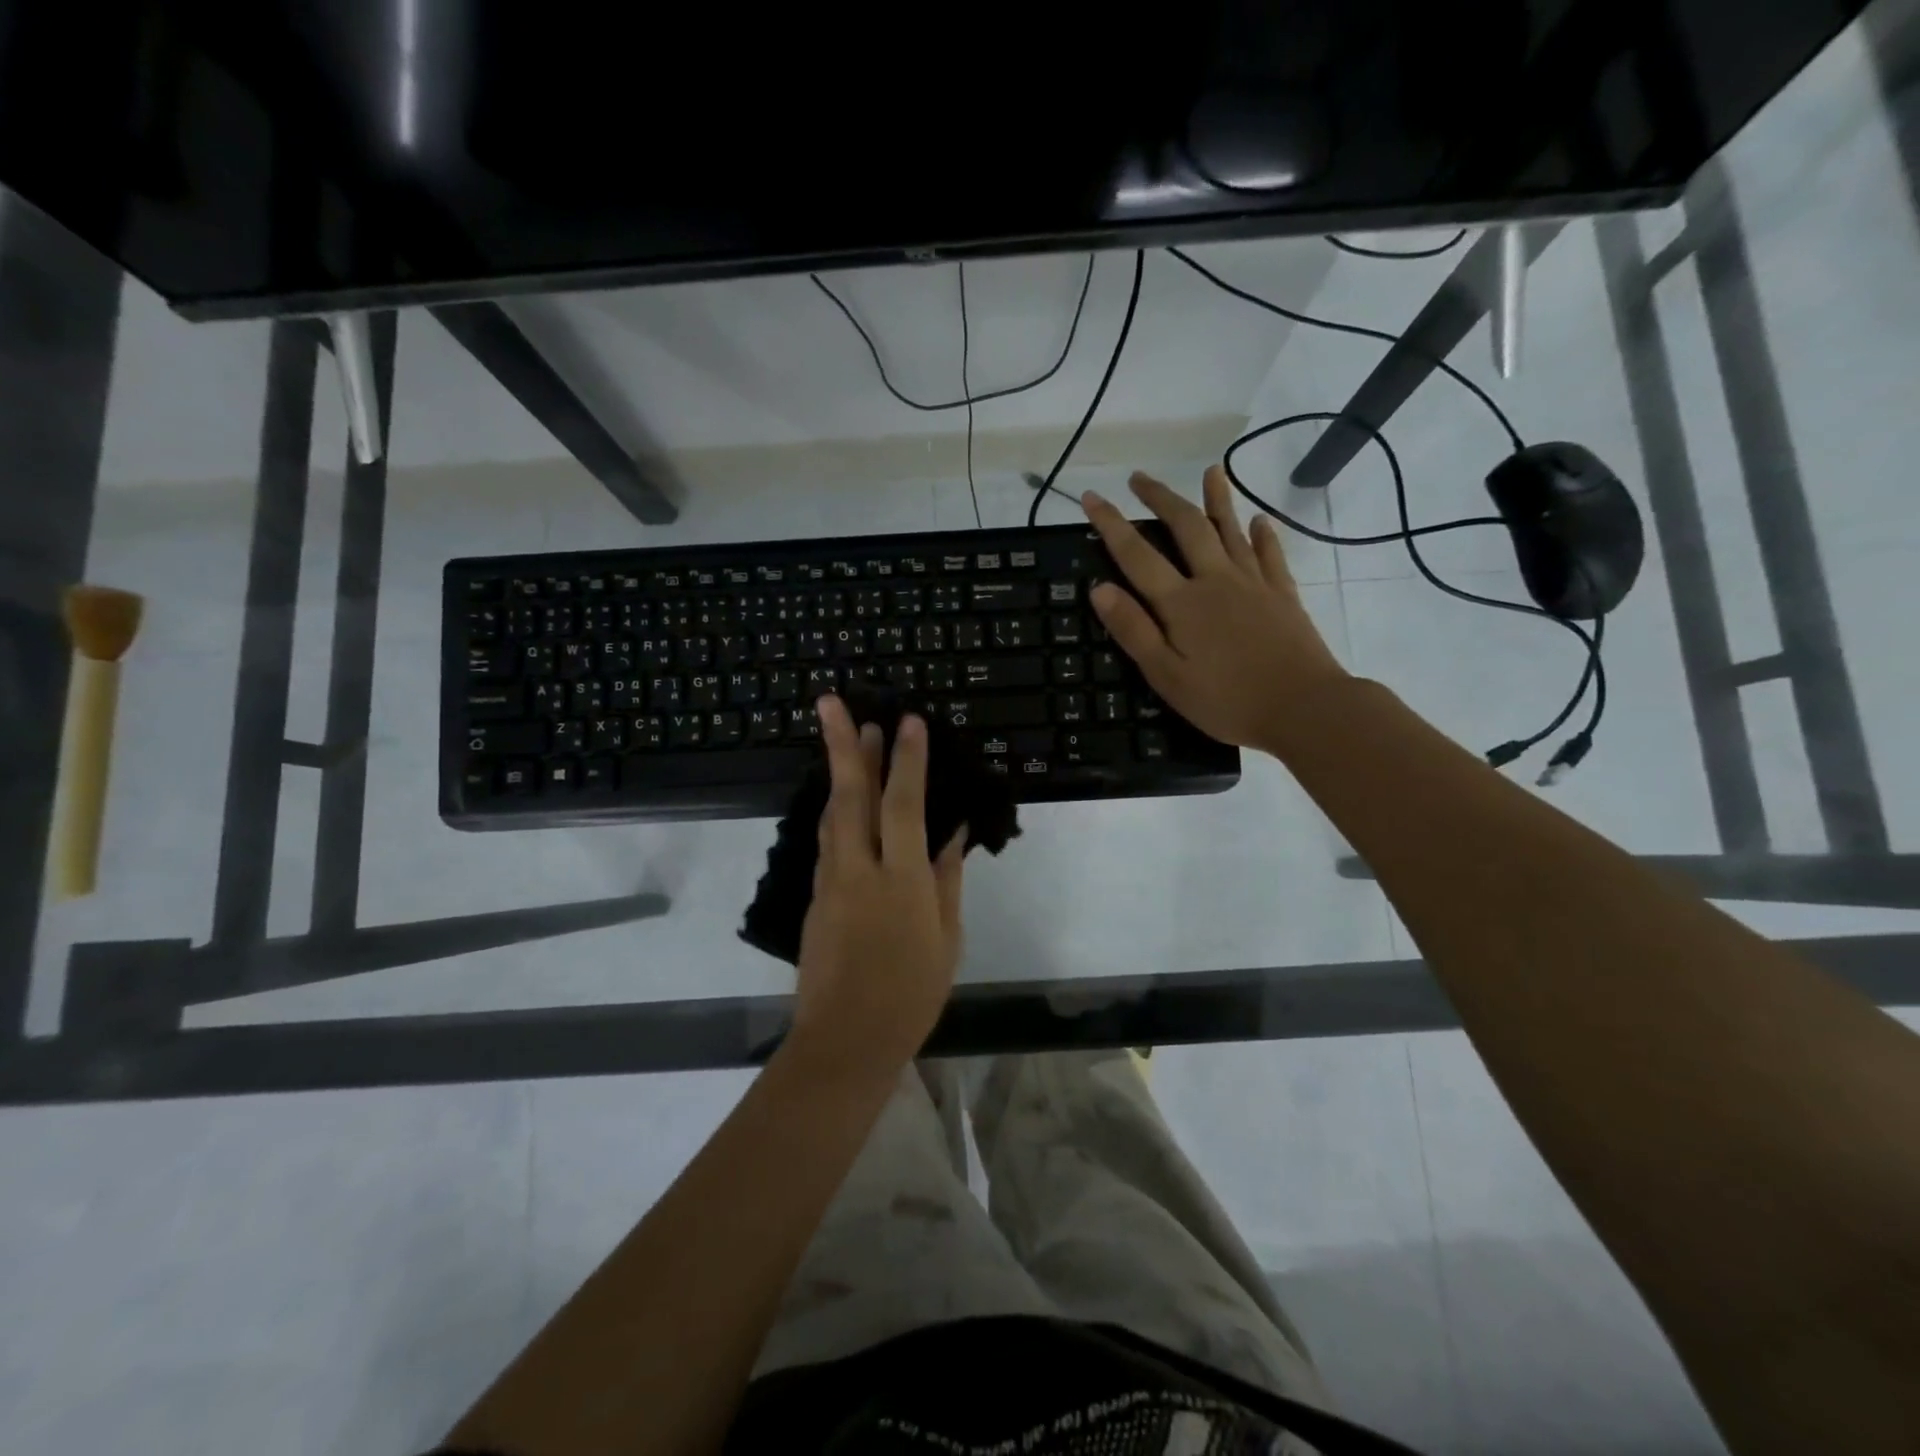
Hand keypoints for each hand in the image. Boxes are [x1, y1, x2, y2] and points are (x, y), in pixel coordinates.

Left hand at [789, 696, 965, 1081]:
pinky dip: (837, 810)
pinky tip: (845, 799)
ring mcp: (831, 882)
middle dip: (844, 744)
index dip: (907, 760)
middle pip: (850, 795)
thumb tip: (953, 830)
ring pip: (832, 813)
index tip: (909, 721)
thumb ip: (946, 878)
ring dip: (841, 772)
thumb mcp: (946, 938)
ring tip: (850, 736)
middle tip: (833, 702)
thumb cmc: (911, 993)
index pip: (903, 806)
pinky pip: (828, 840)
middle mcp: (859, 870)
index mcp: (900, 880)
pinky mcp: (815, 896)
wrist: (846, 1040)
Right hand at [1082, 466, 1350, 753]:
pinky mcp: (1283, 594)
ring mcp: (1254, 583)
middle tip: (1139, 478)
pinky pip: (1270, 554)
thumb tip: (1099, 588)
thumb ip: (1133, 630)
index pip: (1137, 554)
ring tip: (1210, 471)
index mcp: (1182, 603)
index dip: (1111, 524)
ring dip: (1217, 499)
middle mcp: (1216, 580)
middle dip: (1160, 499)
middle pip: (1186, 527)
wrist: (1304, 708)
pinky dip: (1262, 535)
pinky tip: (1258, 521)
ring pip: (1230, 530)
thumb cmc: (1226, 700)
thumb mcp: (1166, 676)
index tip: (1091, 496)